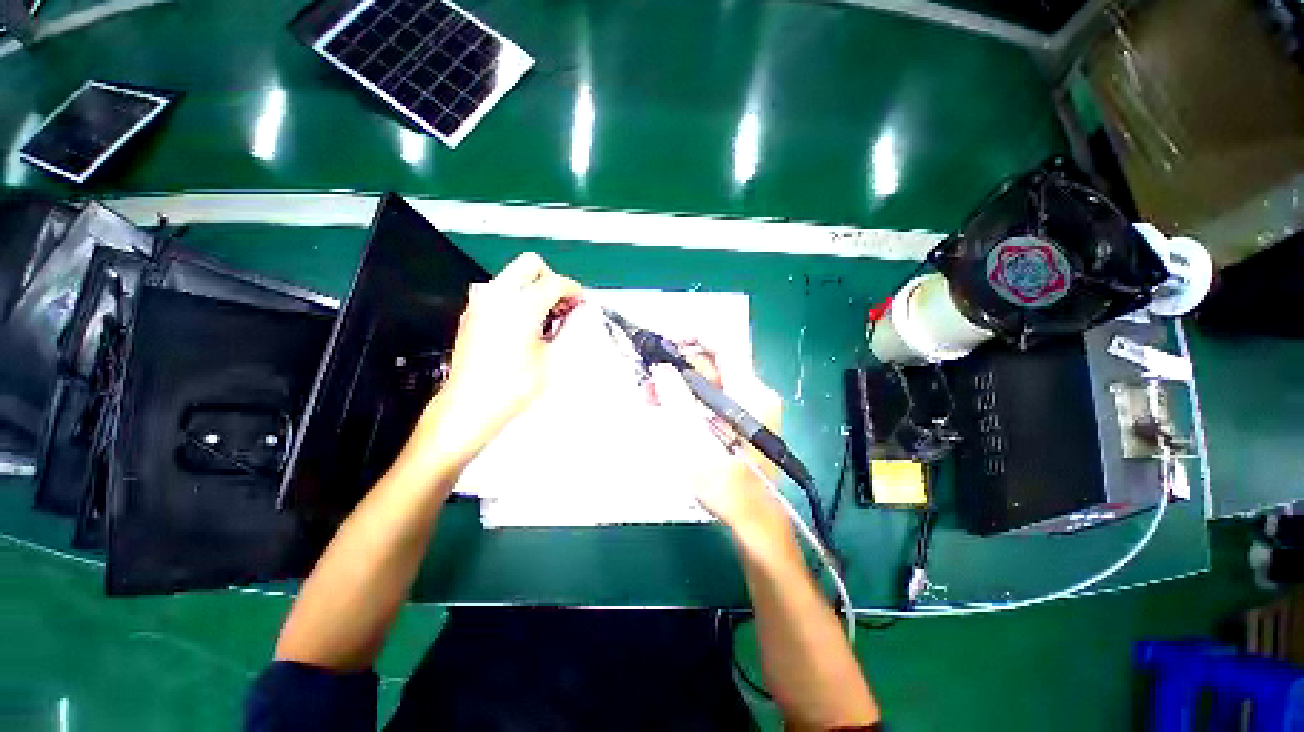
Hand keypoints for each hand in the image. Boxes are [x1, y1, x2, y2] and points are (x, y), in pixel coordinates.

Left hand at [415, 253, 581, 464]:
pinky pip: (499, 293)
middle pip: (530, 264)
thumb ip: (565, 330)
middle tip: (561, 304)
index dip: (573, 290)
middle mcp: (497, 295)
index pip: (554, 282)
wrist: (471, 404)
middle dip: (550, 279)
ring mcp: (480, 302)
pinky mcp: (472, 313)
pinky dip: (516, 299)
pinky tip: (525, 324)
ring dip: (533, 289)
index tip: (580, 301)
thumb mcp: (550, 358)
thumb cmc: (514, 385)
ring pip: (512, 277)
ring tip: (545, 316)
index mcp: (521, 305)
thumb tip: (572, 315)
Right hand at [649, 355, 790, 546]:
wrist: (751, 518)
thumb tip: (662, 368)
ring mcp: (748, 407)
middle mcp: (753, 393)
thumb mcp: (692, 438)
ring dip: (679, 386)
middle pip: (712, 365)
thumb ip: (676, 398)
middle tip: (649, 380)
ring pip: (709, 382)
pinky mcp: (740, 420)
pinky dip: (689, 400)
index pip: (723, 347)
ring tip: (651, 397)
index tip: (665, 342)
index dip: (694, 337)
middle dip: (678, 368)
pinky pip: (712, 399)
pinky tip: (668, 409)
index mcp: (749, 393)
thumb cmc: (725, 483)